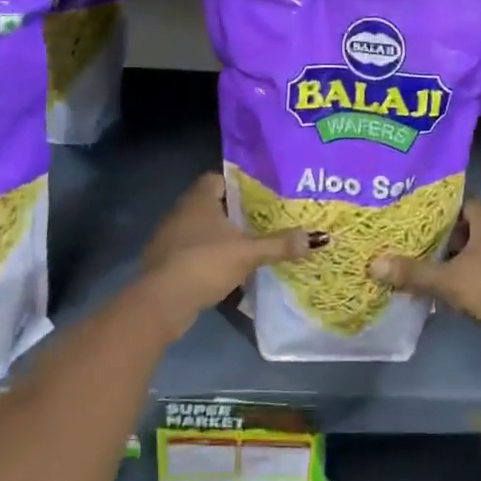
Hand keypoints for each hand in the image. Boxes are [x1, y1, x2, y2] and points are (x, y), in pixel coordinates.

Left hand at [136, 174, 316, 336]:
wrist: (162, 301)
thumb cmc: (205, 262)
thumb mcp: (248, 253)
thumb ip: (280, 244)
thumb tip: (318, 237)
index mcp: (198, 198)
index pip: (218, 178)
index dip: (239, 185)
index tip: (260, 195)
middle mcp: (180, 211)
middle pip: (211, 204)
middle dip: (233, 213)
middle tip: (261, 221)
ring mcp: (168, 237)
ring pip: (200, 230)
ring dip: (219, 238)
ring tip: (247, 247)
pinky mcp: (164, 262)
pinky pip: (191, 252)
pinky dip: (207, 258)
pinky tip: (225, 271)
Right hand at [370, 200, 480, 334]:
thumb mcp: (449, 279)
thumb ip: (413, 271)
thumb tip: (374, 264)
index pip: (457, 201)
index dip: (433, 201)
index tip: (406, 202)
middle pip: (455, 227)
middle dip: (429, 230)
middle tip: (397, 229)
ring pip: (459, 252)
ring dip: (436, 255)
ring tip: (403, 254)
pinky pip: (463, 272)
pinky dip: (446, 275)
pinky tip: (422, 282)